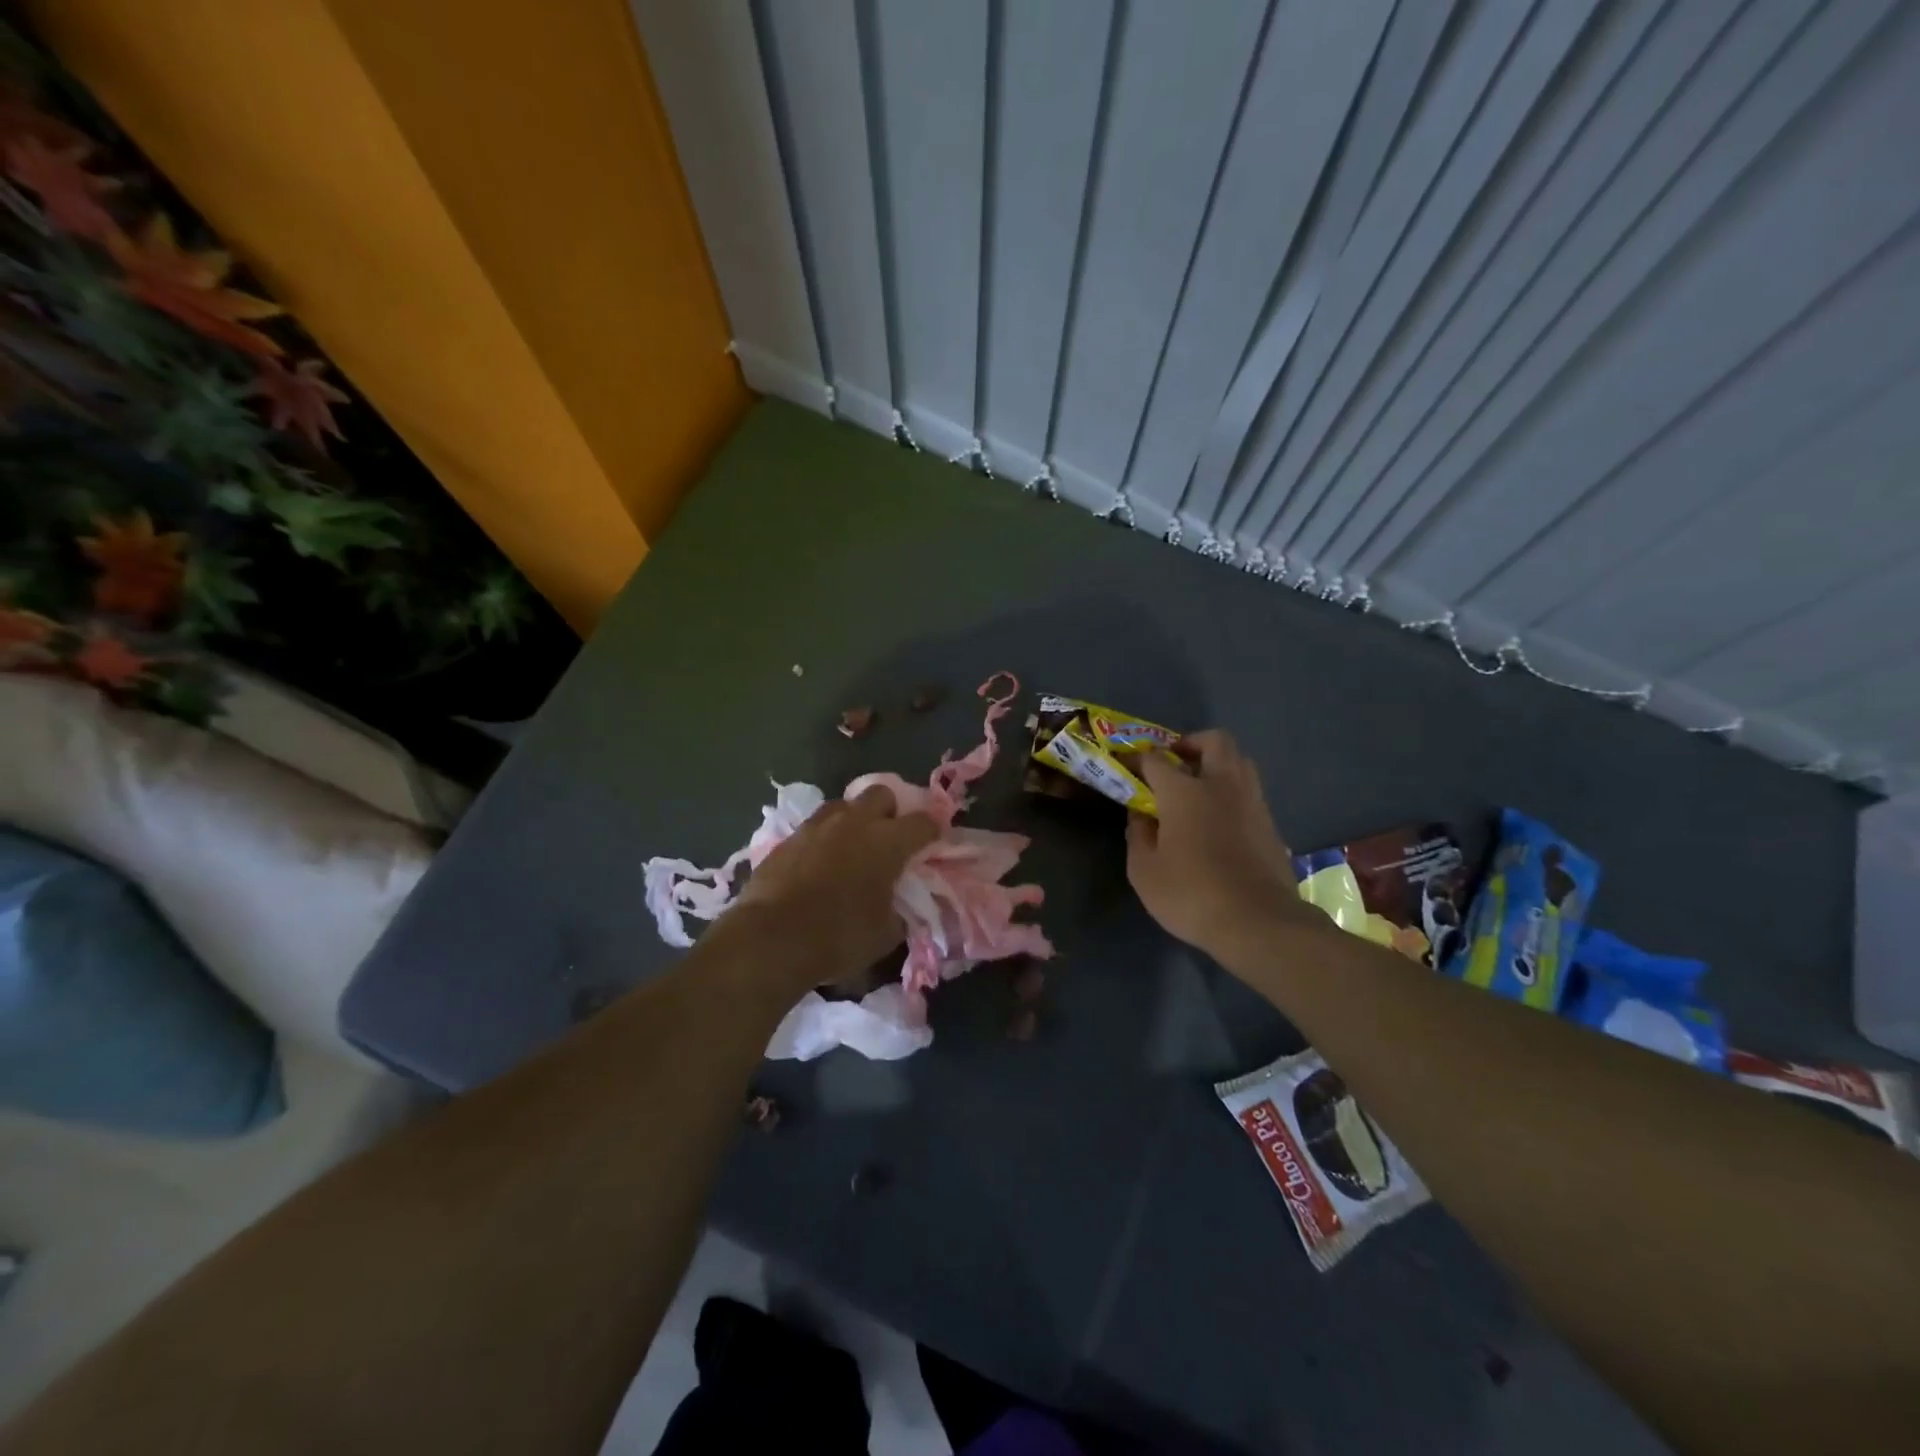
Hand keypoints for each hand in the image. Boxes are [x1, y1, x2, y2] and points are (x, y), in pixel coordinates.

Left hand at [732, 786, 937, 989]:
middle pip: (882, 794)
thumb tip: (898, 906)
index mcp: (888, 842)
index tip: (933, 842)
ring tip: (852, 845)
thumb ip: (899, 911)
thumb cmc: (838, 937)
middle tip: (889, 837)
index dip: (932, 831)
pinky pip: (815, 826)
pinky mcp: (788, 838)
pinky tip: (820, 862)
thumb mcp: (885, 935)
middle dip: (891, 810)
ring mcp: (818, 826)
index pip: (923, 822)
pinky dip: (824, 838)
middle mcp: (855, 823)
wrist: (770, 939)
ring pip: (844, 804)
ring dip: (854, 819)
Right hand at [1128, 730, 1315, 962]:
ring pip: (1239, 761)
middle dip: (1191, 743)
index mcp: (1185, 791)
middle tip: (1174, 763)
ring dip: (1217, 764)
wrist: (1259, 923)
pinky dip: (1232, 793)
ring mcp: (1252, 802)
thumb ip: (1138, 835)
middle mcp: (1222, 785)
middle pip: (1214, 741)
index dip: (1137, 758)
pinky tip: (1219, 820)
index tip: (1126, 765)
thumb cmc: (1191, 894)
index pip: (1156, 758)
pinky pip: (1250, 792)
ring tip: (1198, 788)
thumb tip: (1140, 814)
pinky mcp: (1270, 824)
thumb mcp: (1144, 871)